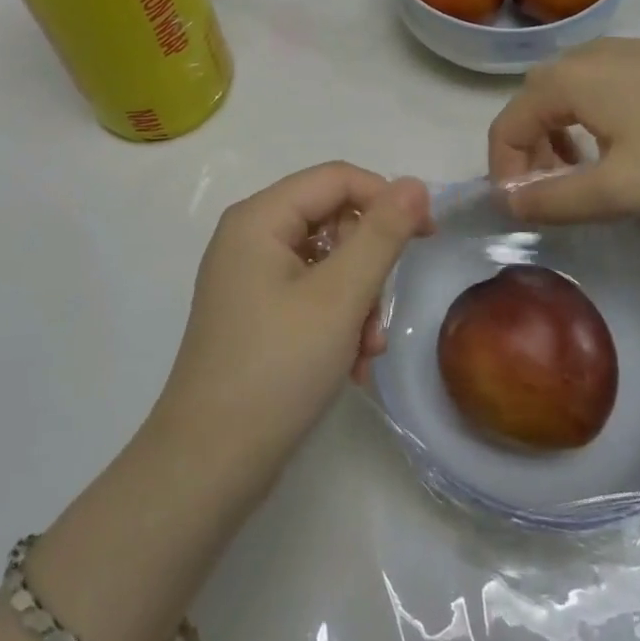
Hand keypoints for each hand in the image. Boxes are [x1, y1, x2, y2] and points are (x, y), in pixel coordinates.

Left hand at [153, 164, 432, 484]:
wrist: (210, 462)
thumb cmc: (276, 368)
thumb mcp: (339, 297)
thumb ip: (381, 235)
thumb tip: (414, 183)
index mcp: (259, 218)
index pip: (336, 178)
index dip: (386, 197)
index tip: (428, 236)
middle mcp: (249, 237)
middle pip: (331, 220)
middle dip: (368, 265)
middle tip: (381, 313)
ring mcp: (249, 277)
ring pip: (326, 263)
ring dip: (358, 301)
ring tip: (365, 352)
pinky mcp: (255, 313)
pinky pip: (309, 295)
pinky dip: (337, 321)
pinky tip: (350, 365)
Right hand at [488, 37, 639, 222]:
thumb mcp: (621, 188)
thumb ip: (556, 200)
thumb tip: (509, 203)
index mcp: (562, 83)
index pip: (505, 128)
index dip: (505, 174)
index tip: (525, 212)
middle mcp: (579, 57)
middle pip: (530, 108)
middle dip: (531, 156)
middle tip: (556, 195)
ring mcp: (618, 50)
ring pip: (564, 97)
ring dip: (559, 139)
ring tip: (591, 175)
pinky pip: (596, 88)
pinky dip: (589, 121)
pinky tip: (630, 146)